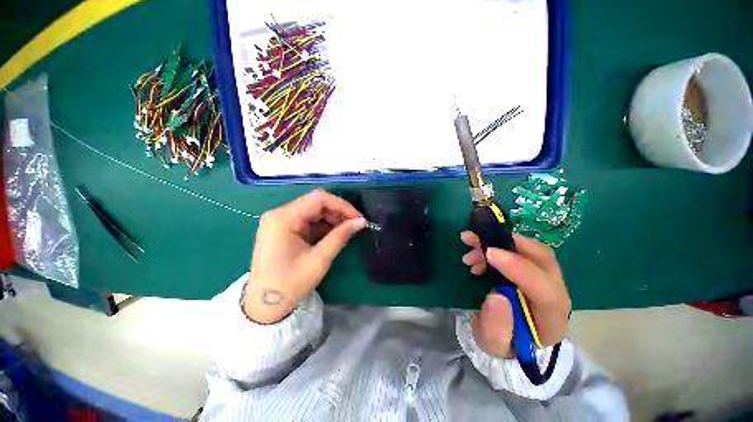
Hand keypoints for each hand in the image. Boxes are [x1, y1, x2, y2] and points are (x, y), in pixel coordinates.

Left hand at [244, 190, 365, 323]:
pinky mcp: (283, 229)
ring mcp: (280, 221)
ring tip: (347, 229)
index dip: (342, 205)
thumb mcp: (319, 259)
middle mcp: (279, 214)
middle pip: (315, 203)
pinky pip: (308, 220)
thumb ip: (340, 236)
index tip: (358, 217)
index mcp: (283, 218)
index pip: (318, 199)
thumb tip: (361, 221)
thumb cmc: (290, 284)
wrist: (265, 306)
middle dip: (338, 211)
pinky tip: (334, 233)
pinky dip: (323, 225)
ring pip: (313, 210)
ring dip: (332, 218)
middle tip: (355, 224)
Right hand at [461, 231, 569, 357]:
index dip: (518, 268)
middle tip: (475, 240)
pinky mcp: (534, 270)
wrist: (506, 336)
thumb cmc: (501, 341)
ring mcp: (547, 279)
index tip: (489, 253)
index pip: (545, 291)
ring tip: (470, 245)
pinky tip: (478, 253)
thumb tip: (496, 297)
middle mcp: (556, 296)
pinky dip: (498, 244)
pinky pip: (520, 249)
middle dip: (508, 244)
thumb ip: (495, 326)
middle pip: (543, 261)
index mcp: (551, 321)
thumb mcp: (492, 342)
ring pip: (531, 250)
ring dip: (498, 241)